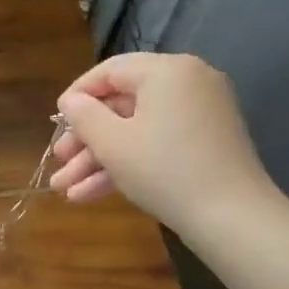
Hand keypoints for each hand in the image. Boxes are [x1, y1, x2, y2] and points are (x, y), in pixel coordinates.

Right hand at [49, 52, 276, 231]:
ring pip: (137, 130)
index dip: (77, 96)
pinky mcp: (206, 143)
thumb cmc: (164, 170)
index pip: (110, 71)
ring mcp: (200, 114)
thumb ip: (84, 116)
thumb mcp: (112, 143)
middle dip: (86, 139)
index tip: (55, 122)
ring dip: (100, 159)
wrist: (232, 217)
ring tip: (65, 189)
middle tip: (59, 161)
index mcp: (167, 71)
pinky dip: (129, 163)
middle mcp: (188, 83)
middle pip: (122, 105)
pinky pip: (158, 143)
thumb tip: (71, 102)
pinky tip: (91, 194)